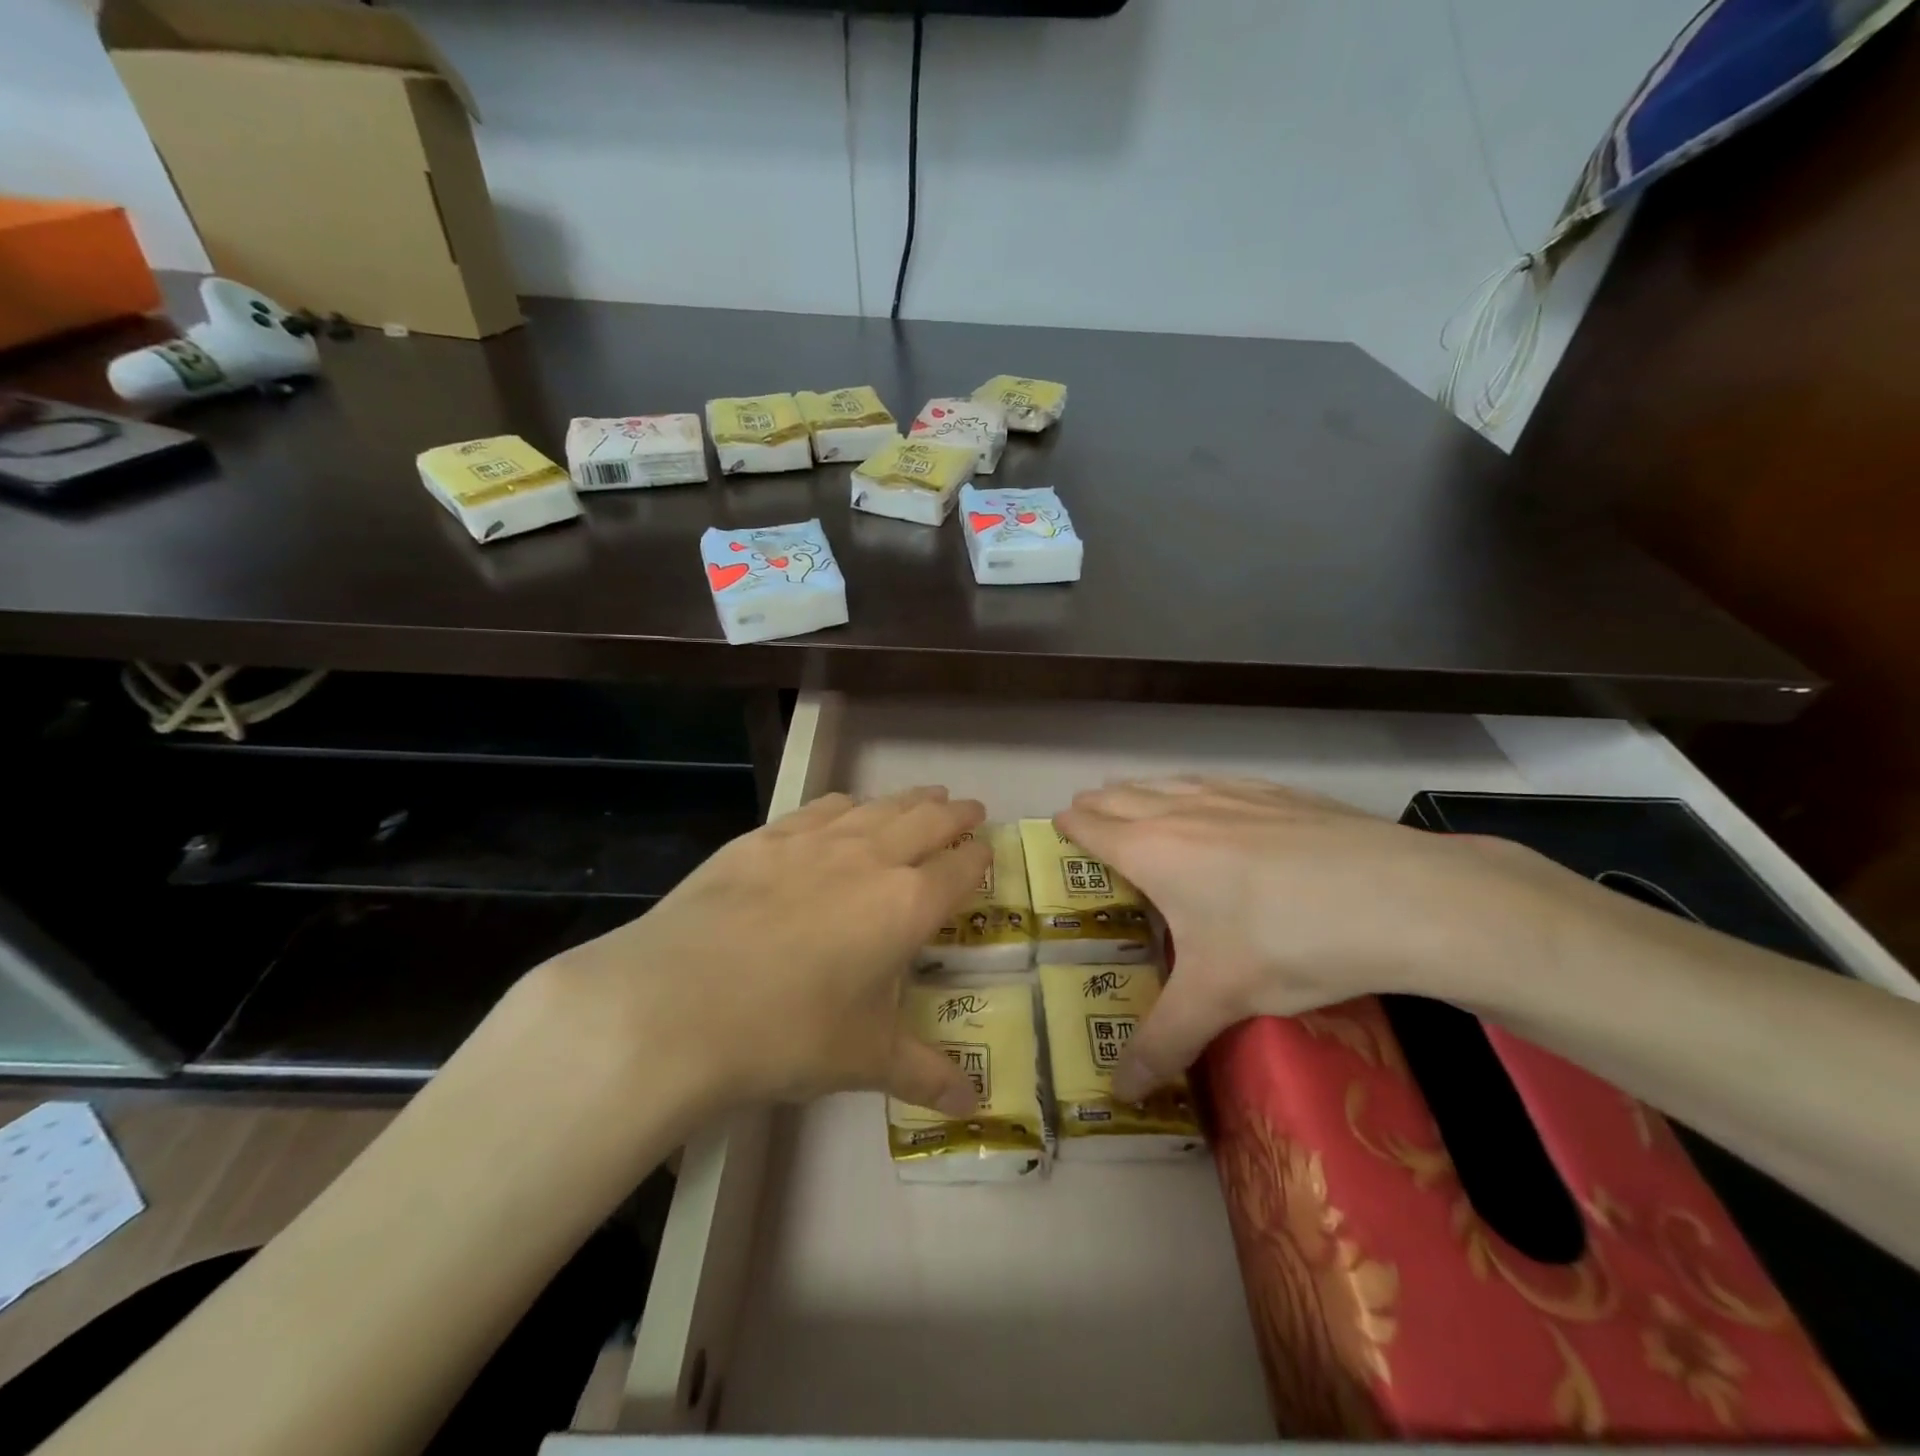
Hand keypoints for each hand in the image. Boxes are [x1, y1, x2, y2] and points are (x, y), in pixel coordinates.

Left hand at [530, 786, 991, 1118]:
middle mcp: (871, 858)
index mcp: (907, 905)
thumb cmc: (787, 1034)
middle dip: (954, 814)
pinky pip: (822, 808)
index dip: (979, 857)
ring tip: (925, 796)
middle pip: (927, 821)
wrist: (677, 1003)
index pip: (960, 868)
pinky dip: (848, 805)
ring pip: (879, 807)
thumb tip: (973, 1104)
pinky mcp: (766, 837)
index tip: (986, 851)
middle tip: (969, 809)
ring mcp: (815, 841)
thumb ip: (925, 1073)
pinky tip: (846, 808)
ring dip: (909, 800)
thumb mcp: (863, 1060)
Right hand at [1057, 777, 1571, 1098]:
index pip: (1092, 826)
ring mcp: (1232, 794)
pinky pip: (1215, 781)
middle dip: (1099, 806)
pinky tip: (1214, 800)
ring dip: (1142, 791)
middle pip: (1122, 796)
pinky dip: (1194, 788)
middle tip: (1089, 822)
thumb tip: (1118, 1093)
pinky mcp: (1278, 792)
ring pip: (1167, 782)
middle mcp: (1182, 810)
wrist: (1401, 898)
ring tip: (1135, 802)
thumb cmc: (1287, 942)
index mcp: (1153, 851)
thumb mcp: (1219, 998)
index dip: (1070, 826)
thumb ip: (1163, 1042)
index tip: (1058, 830)